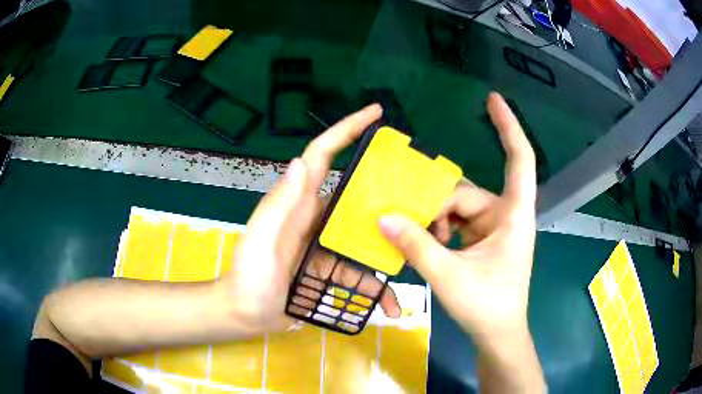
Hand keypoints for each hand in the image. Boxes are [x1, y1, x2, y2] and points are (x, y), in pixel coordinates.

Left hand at [220, 104, 400, 333]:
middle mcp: (317, 217)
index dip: (346, 129)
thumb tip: (301, 162)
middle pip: (357, 195)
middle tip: (419, 193)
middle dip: (386, 189)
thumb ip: (278, 205)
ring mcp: (327, 245)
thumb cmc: (248, 277)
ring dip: (389, 248)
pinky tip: (391, 304)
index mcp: (299, 203)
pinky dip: (376, 287)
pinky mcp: (331, 268)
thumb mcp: (260, 240)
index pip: (323, 155)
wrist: (246, 313)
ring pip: (366, 236)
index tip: (375, 114)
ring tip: (417, 253)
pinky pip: (361, 272)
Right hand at [378, 92, 536, 344]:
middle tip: (405, 222)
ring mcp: (494, 226)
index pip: (519, 160)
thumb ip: (417, 246)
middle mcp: (505, 214)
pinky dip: (439, 228)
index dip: (508, 127)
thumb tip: (384, 217)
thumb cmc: (487, 306)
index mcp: (513, 215)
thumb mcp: (449, 276)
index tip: (492, 99)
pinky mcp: (484, 238)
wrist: (497, 333)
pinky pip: (456, 221)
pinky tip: (427, 244)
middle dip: (436, 205)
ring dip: (434, 220)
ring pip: (457, 207)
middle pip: (466, 191)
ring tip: (415, 240)